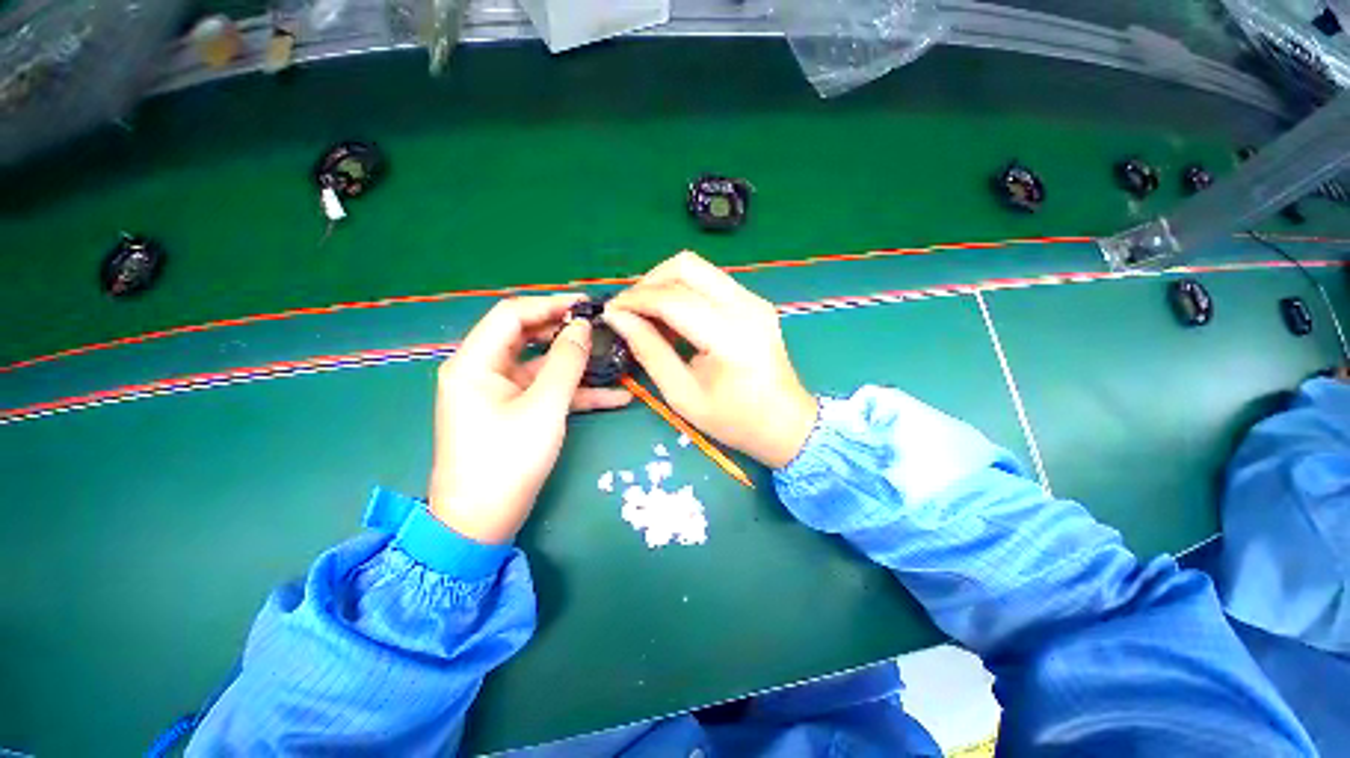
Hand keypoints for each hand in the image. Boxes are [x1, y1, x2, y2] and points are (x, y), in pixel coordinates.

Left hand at [428, 295, 630, 543]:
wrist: (481, 523)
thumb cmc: (507, 461)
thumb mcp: (544, 407)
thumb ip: (566, 362)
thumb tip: (583, 327)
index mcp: (475, 363)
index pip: (511, 315)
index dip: (549, 304)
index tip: (586, 305)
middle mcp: (483, 371)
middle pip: (528, 337)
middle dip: (566, 331)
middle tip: (602, 327)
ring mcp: (500, 393)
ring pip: (542, 366)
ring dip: (577, 364)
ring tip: (614, 357)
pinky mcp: (515, 412)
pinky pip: (547, 392)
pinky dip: (576, 392)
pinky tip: (616, 397)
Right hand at [605, 252, 815, 468]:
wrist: (785, 423)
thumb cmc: (734, 419)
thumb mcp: (683, 395)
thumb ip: (650, 351)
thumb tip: (619, 318)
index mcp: (730, 336)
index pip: (672, 299)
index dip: (635, 300)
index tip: (611, 312)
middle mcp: (746, 307)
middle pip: (686, 266)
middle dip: (649, 282)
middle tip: (631, 311)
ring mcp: (754, 300)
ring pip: (698, 268)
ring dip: (666, 284)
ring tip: (650, 317)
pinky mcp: (755, 302)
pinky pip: (711, 281)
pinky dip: (684, 291)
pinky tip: (675, 319)